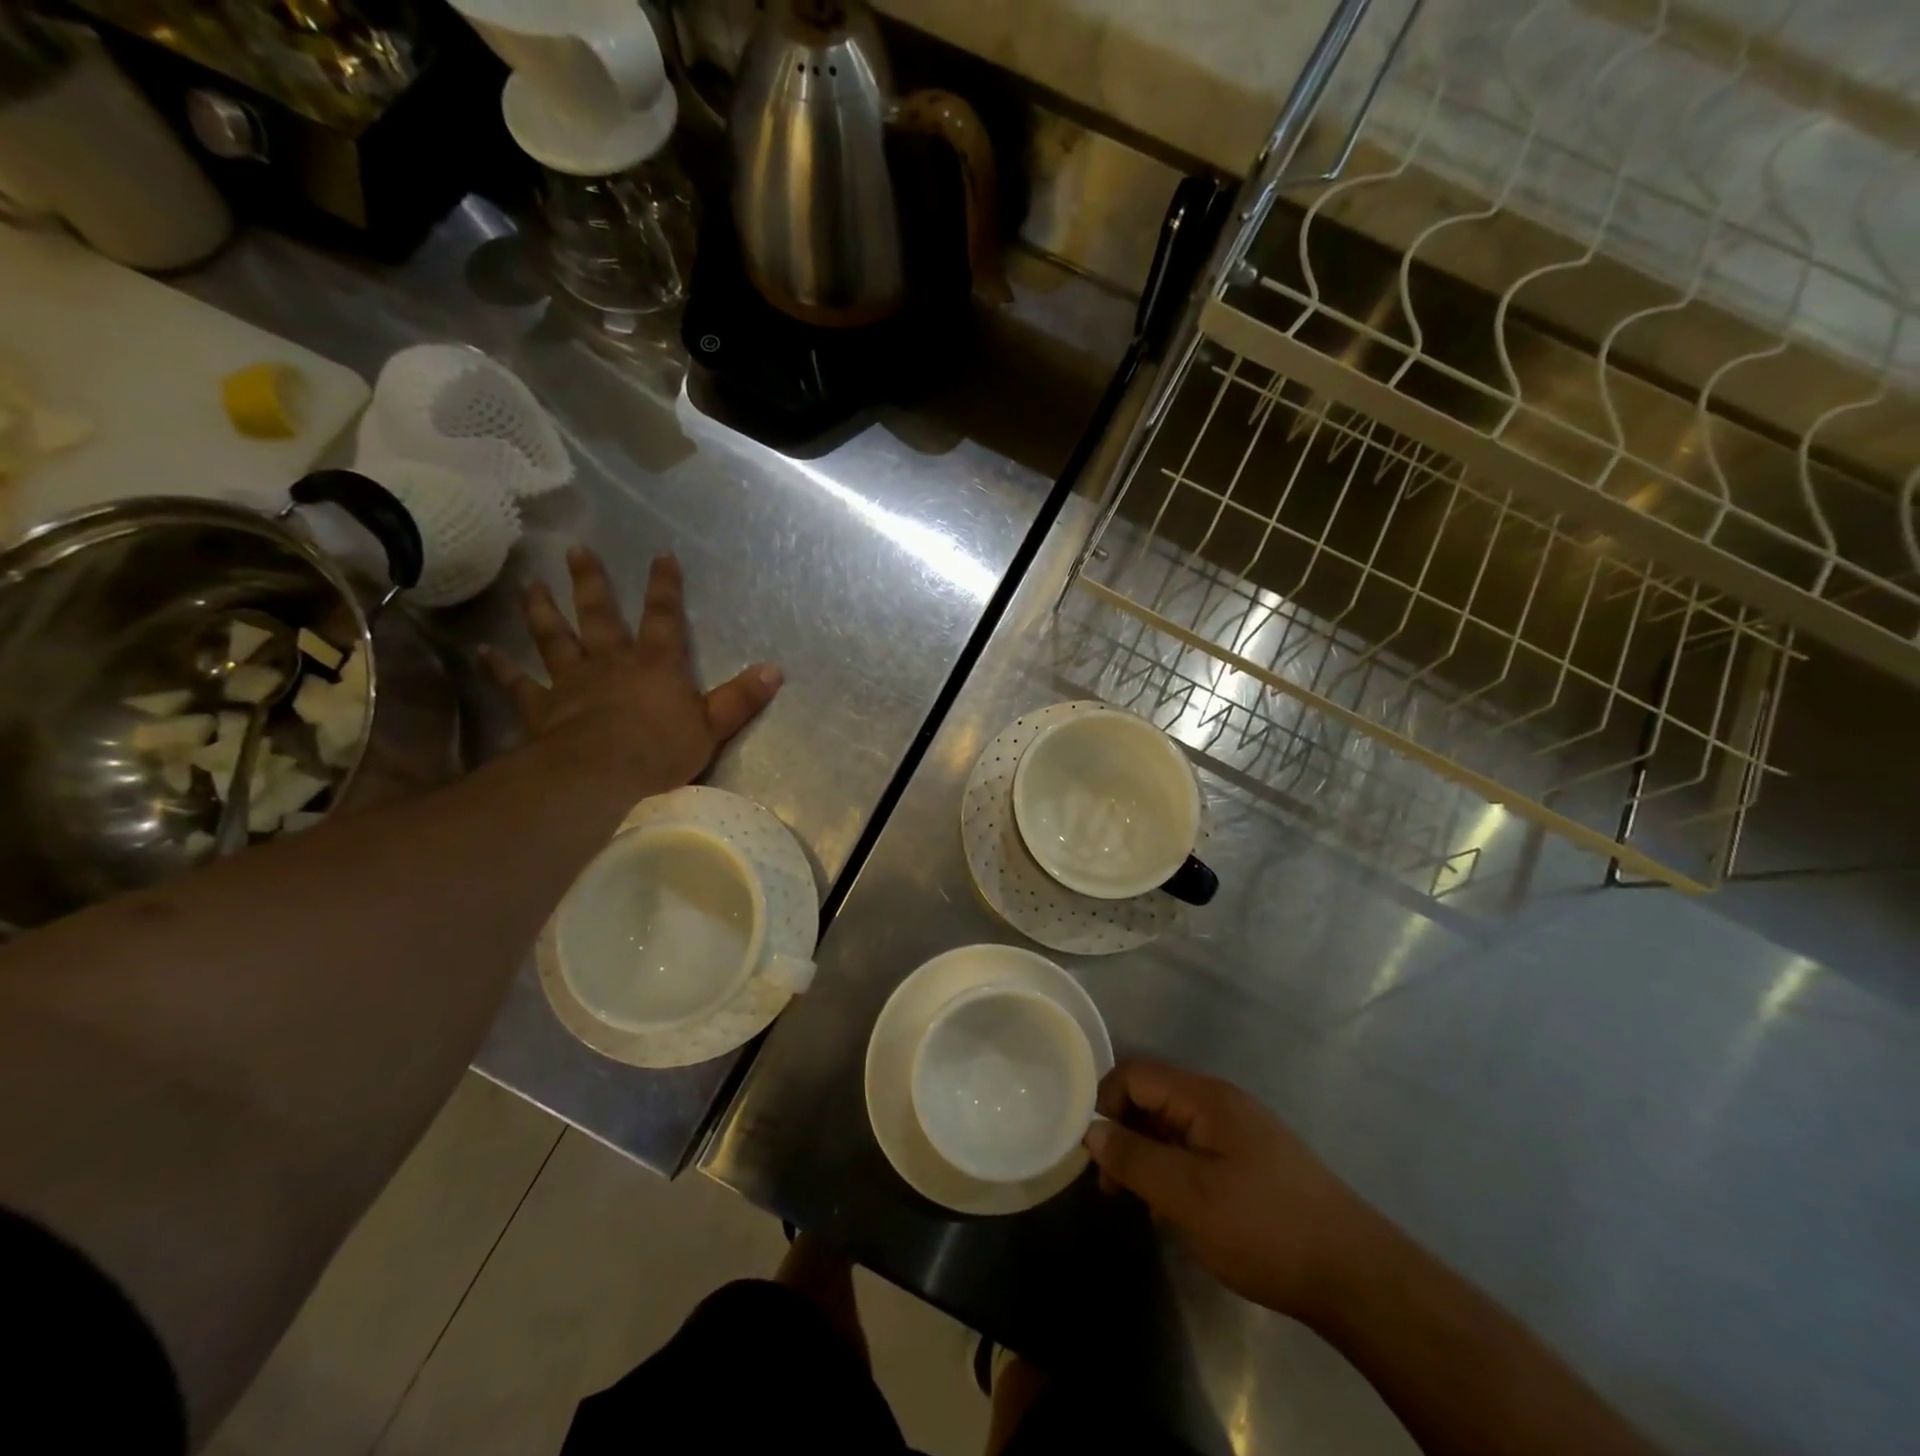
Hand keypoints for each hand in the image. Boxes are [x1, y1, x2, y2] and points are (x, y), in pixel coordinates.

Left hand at [481, 547, 781, 792]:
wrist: (600, 777)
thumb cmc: (660, 751)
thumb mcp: (713, 727)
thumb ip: (741, 698)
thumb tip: (775, 669)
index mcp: (655, 664)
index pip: (663, 617)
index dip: (664, 586)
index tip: (661, 555)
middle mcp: (611, 662)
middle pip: (599, 615)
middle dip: (591, 582)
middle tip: (575, 550)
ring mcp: (572, 682)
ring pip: (555, 638)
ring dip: (542, 611)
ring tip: (530, 585)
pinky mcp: (543, 708)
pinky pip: (519, 684)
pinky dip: (502, 669)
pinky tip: (484, 652)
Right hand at [1084, 1058, 1375, 1319]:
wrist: (1358, 1277)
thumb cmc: (1265, 1227)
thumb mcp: (1190, 1197)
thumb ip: (1136, 1160)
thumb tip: (1093, 1131)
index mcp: (1205, 1098)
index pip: (1136, 1074)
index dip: (1104, 1103)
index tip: (1090, 1151)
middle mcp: (1220, 1104)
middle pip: (1153, 1099)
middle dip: (1124, 1134)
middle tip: (1111, 1188)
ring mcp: (1239, 1133)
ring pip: (1172, 1128)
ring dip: (1147, 1158)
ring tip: (1139, 1205)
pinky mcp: (1251, 1162)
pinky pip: (1195, 1151)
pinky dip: (1173, 1172)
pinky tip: (1174, 1213)